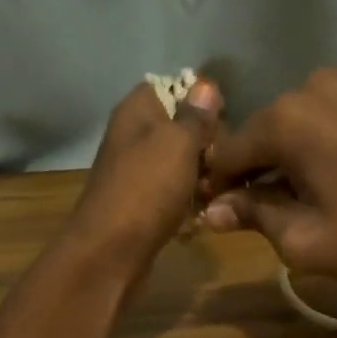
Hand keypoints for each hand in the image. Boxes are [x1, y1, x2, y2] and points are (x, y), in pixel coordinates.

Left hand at [65, 78, 222, 279]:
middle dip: (207, 144)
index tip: (225, 119)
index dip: (200, 100)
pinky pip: (173, 195)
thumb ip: (195, 115)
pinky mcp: (141, 206)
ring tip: (220, 190)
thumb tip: (205, 85)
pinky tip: (204, 215)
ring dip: (203, 177)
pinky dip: (189, 203)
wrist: (110, 252)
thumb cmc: (146, 189)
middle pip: (179, 129)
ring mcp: (136, 173)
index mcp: (136, 112)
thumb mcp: (178, 143)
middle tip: (226, 160)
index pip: (171, 87)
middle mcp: (133, 138)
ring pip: (180, 165)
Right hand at [203, 69, 336, 293]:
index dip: (220, 185)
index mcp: (286, 120)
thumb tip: (212, 210)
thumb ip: (253, 216)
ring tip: (313, 190)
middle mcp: (313, 85)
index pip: (229, 152)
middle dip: (260, 168)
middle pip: (266, 131)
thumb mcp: (306, 241)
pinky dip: (330, 138)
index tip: (221, 212)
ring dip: (296, 151)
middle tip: (270, 208)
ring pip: (302, 120)